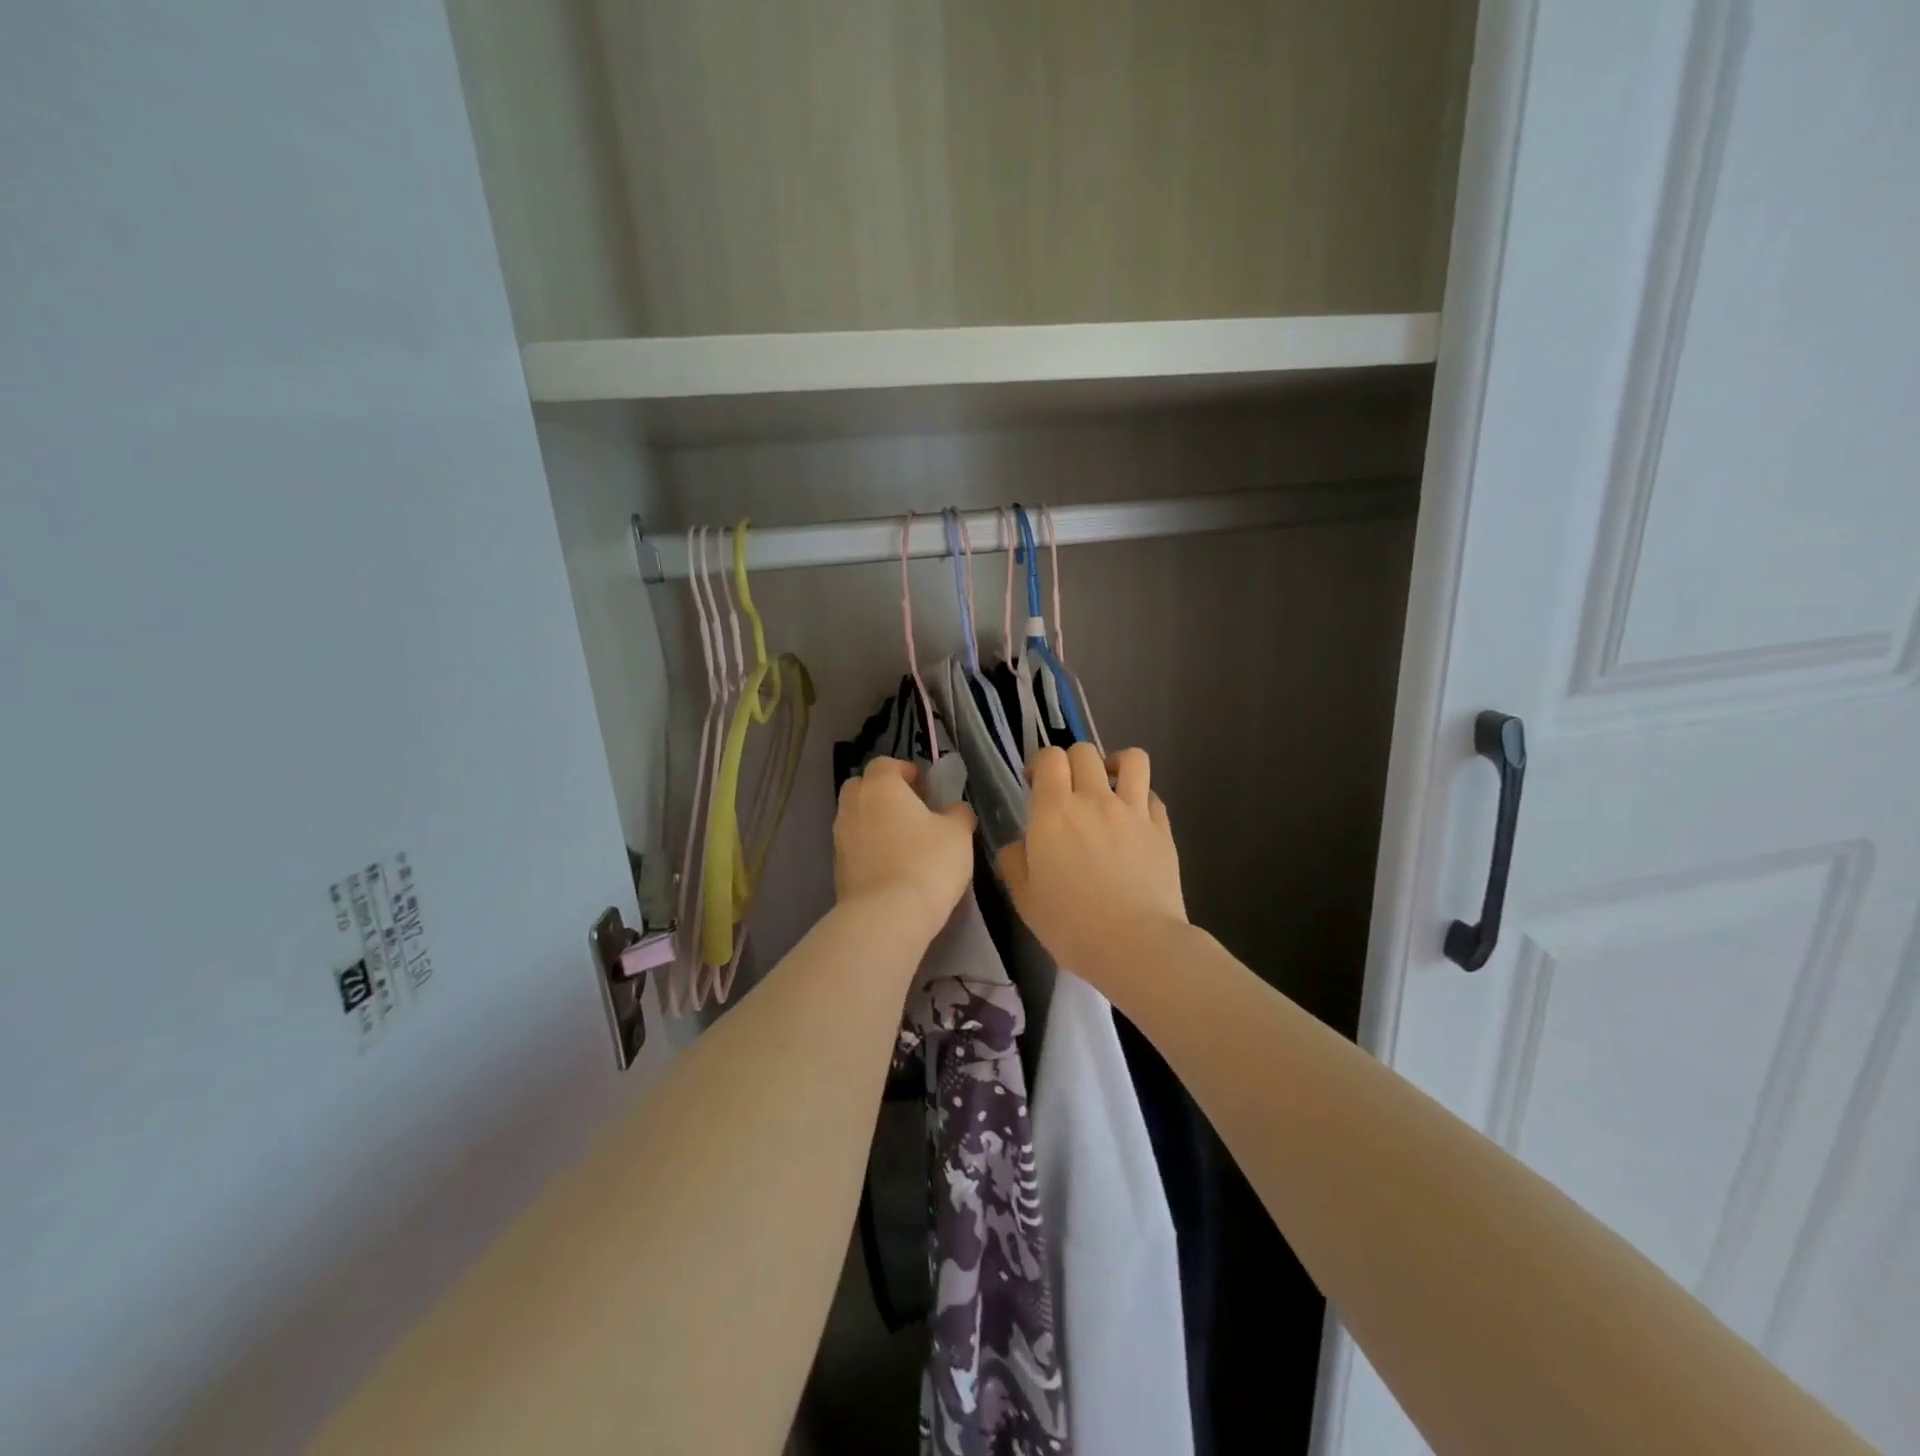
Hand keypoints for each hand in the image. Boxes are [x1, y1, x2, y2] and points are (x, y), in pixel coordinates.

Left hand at [833, 758, 977, 931]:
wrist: (887, 916)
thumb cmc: (927, 863)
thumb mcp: (958, 834)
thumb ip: (958, 813)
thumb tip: (954, 809)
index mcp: (881, 786)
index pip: (885, 764)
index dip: (903, 770)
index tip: (922, 785)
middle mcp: (854, 805)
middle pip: (862, 786)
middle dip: (882, 792)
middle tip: (909, 808)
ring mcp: (840, 837)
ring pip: (855, 817)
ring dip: (874, 821)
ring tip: (902, 840)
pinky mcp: (837, 867)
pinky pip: (854, 846)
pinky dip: (868, 847)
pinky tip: (891, 865)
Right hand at [997, 745, 1186, 974]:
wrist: (1136, 945)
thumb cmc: (1071, 924)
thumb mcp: (1025, 898)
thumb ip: (1014, 861)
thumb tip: (1018, 844)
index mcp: (1054, 811)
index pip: (1049, 758)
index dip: (1040, 764)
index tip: (1035, 784)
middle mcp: (1094, 799)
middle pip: (1084, 751)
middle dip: (1072, 762)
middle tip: (1068, 790)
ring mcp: (1133, 810)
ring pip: (1131, 759)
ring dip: (1115, 765)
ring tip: (1109, 785)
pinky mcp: (1162, 828)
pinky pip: (1152, 795)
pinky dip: (1141, 798)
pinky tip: (1134, 820)